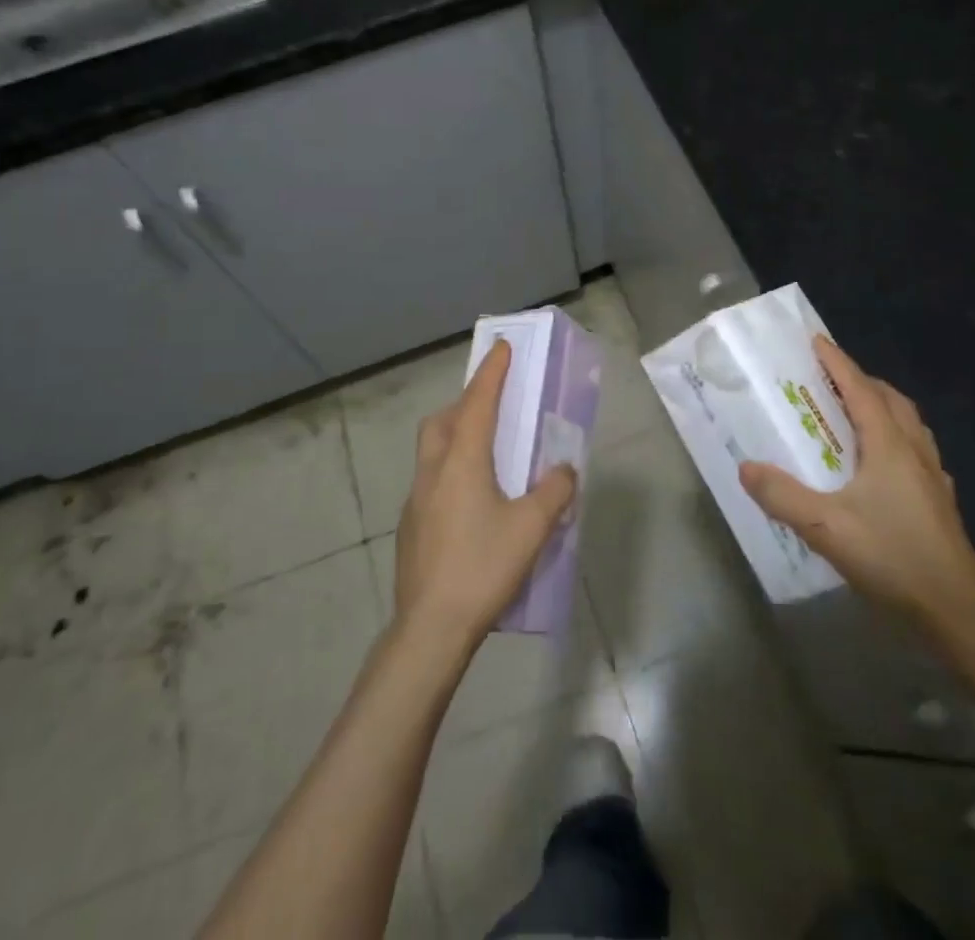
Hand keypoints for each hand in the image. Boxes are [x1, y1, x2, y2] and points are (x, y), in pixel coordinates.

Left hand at [393, 340, 577, 655]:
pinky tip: (471, 500)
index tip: (501, 347)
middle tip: (493, 405)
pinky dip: (450, 469)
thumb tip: (563, 470)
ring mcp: (416, 499)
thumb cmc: (483, 567)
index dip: (491, 373)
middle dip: (466, 402)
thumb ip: (553, 491)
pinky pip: (430, 479)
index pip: (478, 402)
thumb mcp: (531, 528)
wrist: (430, 627)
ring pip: (432, 449)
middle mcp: (433, 470)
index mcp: (462, 461)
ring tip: (485, 450)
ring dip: (455, 434)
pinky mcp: (411, 526)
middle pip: (443, 420)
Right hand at [737, 337, 974, 694]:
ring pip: (908, 423)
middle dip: (860, 380)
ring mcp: (931, 475)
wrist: (958, 611)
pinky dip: (894, 436)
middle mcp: (914, 450)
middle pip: (890, 399)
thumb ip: (782, 496)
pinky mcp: (938, 500)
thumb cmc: (893, 557)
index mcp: (889, 445)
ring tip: (852, 413)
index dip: (837, 363)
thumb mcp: (826, 527)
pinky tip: (880, 462)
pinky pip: (915, 448)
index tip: (815, 341)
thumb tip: (746, 467)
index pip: (860, 389)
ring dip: (881, 406)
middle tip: (829, 379)